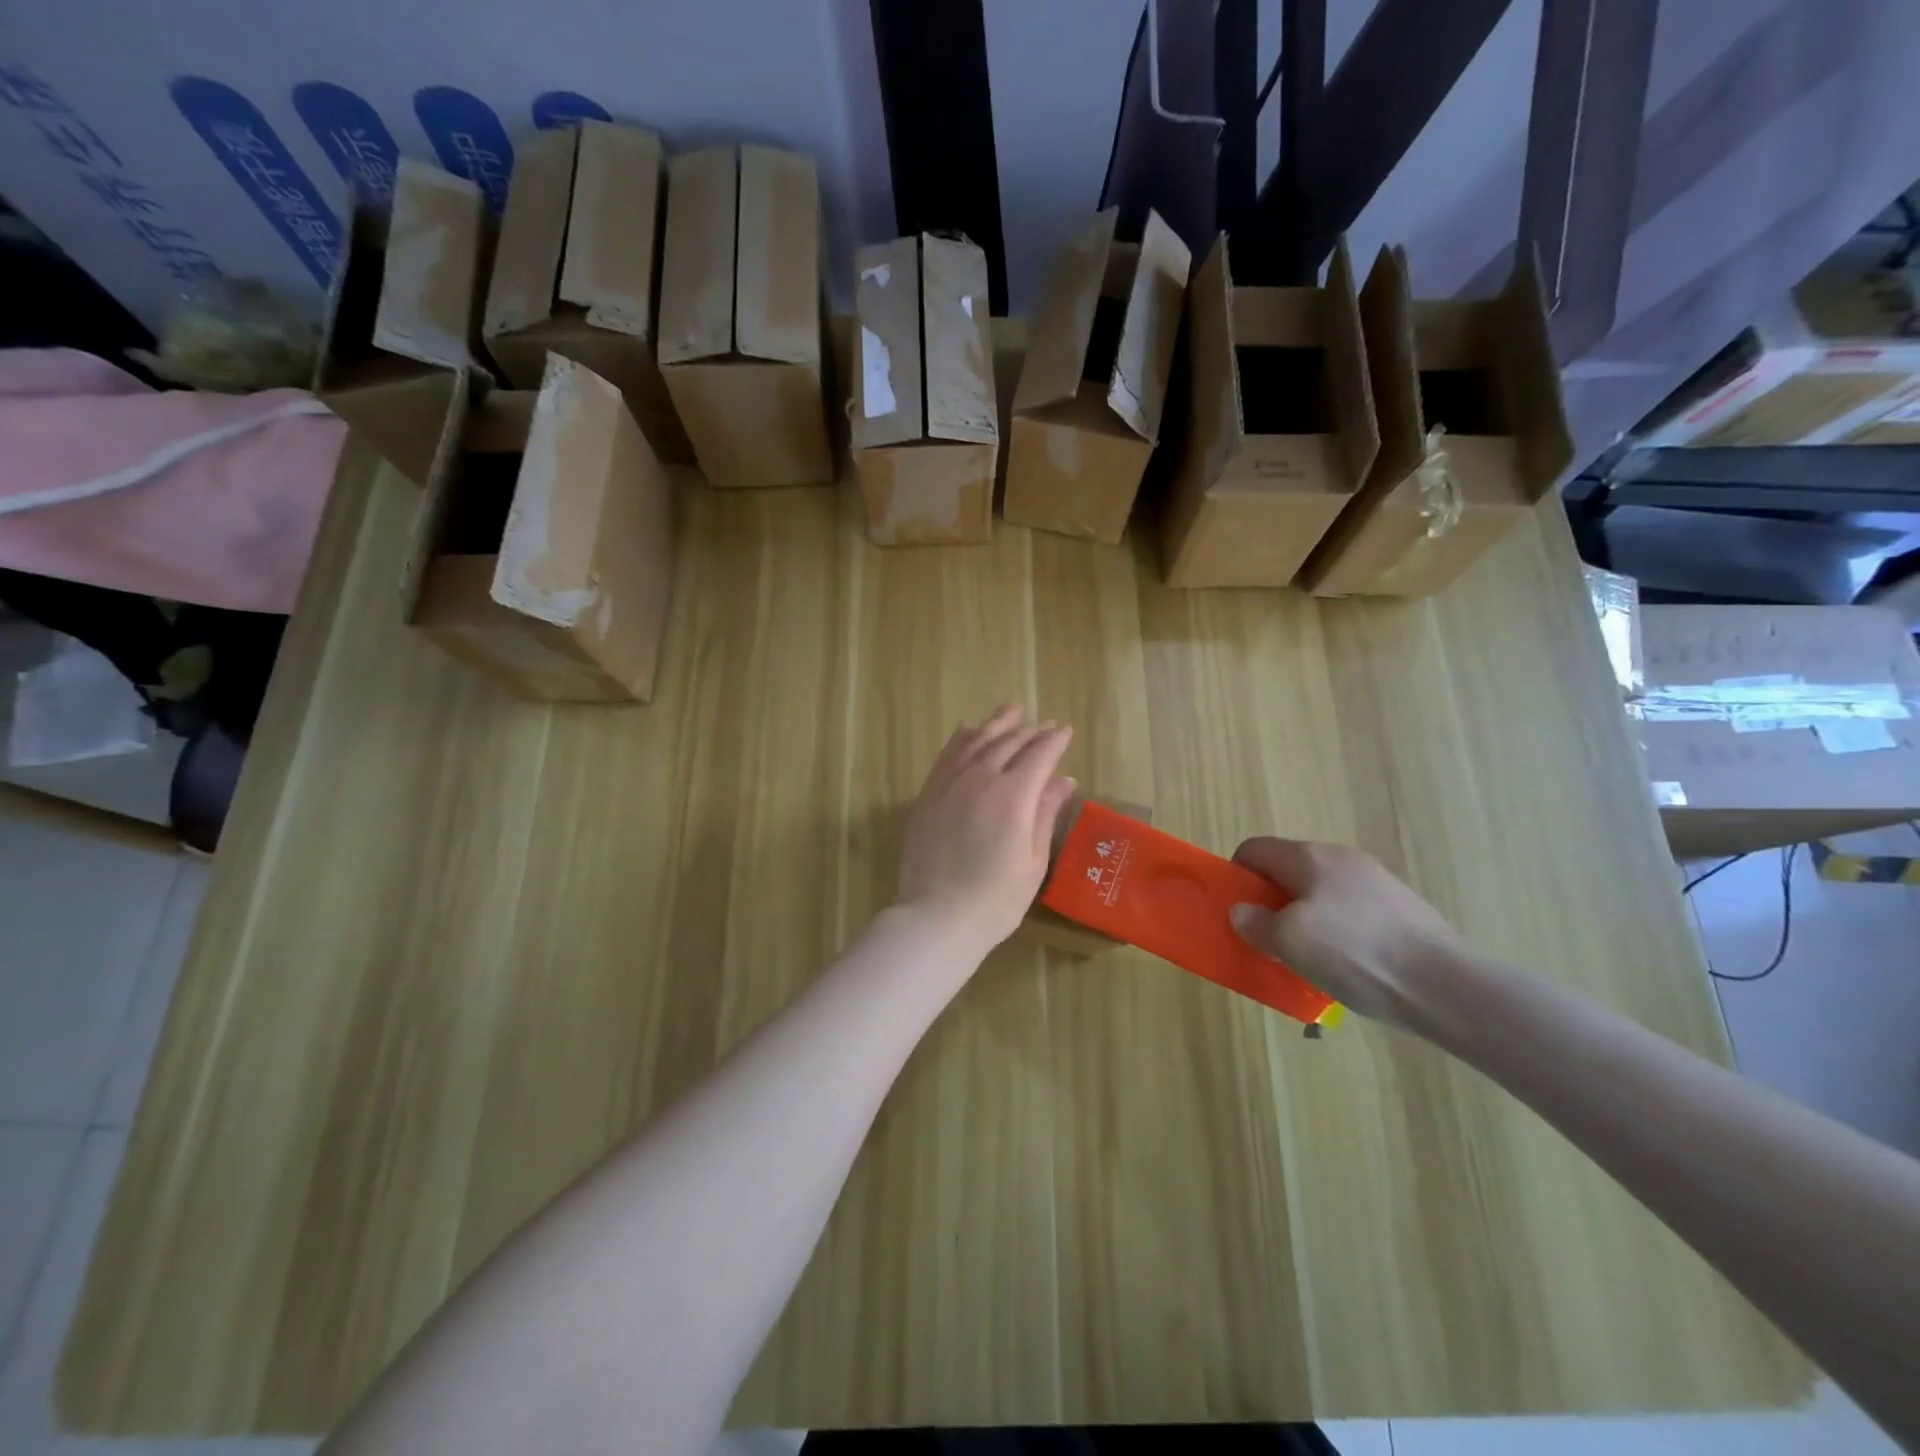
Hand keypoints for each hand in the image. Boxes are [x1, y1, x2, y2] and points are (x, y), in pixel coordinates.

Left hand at [897, 706, 1076, 951]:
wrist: (938, 916)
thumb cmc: (996, 898)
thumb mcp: (1033, 860)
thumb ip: (1046, 813)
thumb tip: (1064, 780)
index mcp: (1014, 795)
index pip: (1039, 755)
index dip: (1054, 741)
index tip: (1065, 731)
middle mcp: (981, 778)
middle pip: (1009, 742)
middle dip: (1030, 731)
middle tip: (1044, 725)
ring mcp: (950, 783)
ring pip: (976, 740)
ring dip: (997, 724)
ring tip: (1012, 711)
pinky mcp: (928, 794)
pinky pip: (947, 754)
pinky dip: (962, 738)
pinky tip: (969, 731)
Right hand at [1228, 837, 1465, 1029]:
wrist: (1446, 986)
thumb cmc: (1355, 954)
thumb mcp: (1290, 942)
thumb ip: (1256, 924)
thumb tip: (1242, 912)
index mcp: (1310, 857)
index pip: (1255, 849)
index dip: (1237, 875)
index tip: (1237, 912)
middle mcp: (1343, 859)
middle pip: (1289, 871)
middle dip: (1271, 902)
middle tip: (1267, 940)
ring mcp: (1377, 883)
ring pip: (1321, 894)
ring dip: (1304, 920)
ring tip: (1306, 960)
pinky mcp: (1402, 909)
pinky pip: (1351, 913)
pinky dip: (1337, 933)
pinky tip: (1346, 966)